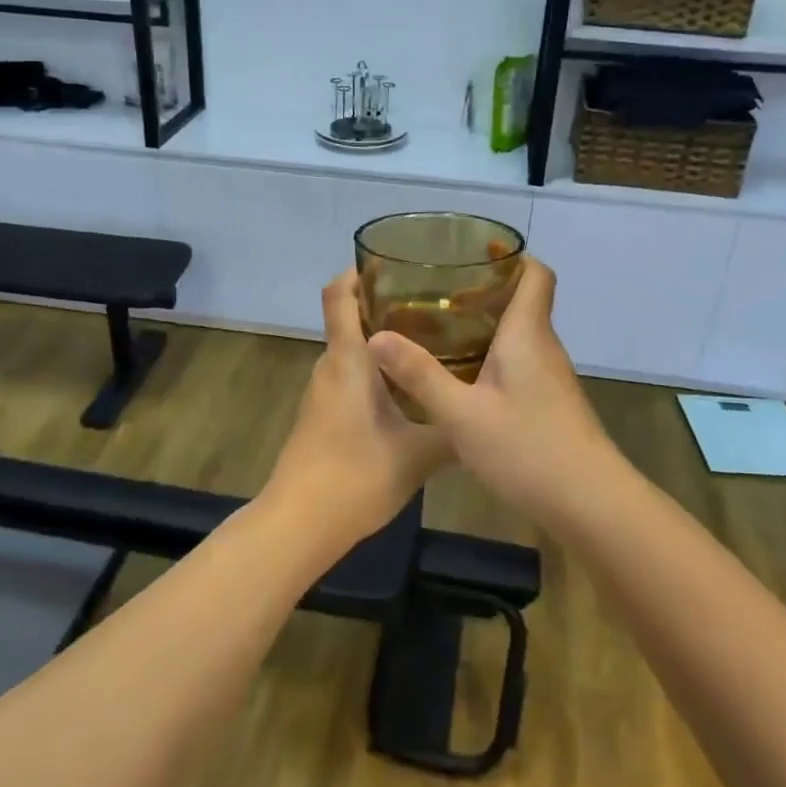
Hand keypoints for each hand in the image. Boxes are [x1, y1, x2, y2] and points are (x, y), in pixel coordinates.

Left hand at [262, 271, 450, 549]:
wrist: (300, 524)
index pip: (338, 295)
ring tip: (431, 343)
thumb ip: (452, 431)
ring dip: (383, 342)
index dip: (357, 271)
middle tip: (435, 305)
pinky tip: (409, 389)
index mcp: (348, 361)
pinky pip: (349, 378)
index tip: (391, 263)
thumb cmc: (356, 476)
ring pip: (352, 352)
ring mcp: (322, 393)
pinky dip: (376, 371)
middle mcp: (330, 367)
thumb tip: (485, 416)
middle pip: (349, 319)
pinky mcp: (321, 416)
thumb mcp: (418, 454)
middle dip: (386, 305)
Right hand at [368, 257, 619, 523]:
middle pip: (523, 301)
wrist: (590, 503)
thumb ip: (420, 375)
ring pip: (520, 335)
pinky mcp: (550, 403)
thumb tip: (375, 336)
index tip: (476, 252)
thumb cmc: (528, 448)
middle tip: (437, 293)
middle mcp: (543, 347)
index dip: (513, 256)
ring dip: (486, 325)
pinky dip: (493, 356)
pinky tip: (463, 377)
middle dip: (484, 290)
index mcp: (527, 334)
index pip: (535, 274)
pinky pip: (520, 362)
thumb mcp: (461, 414)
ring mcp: (551, 377)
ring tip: (440, 330)